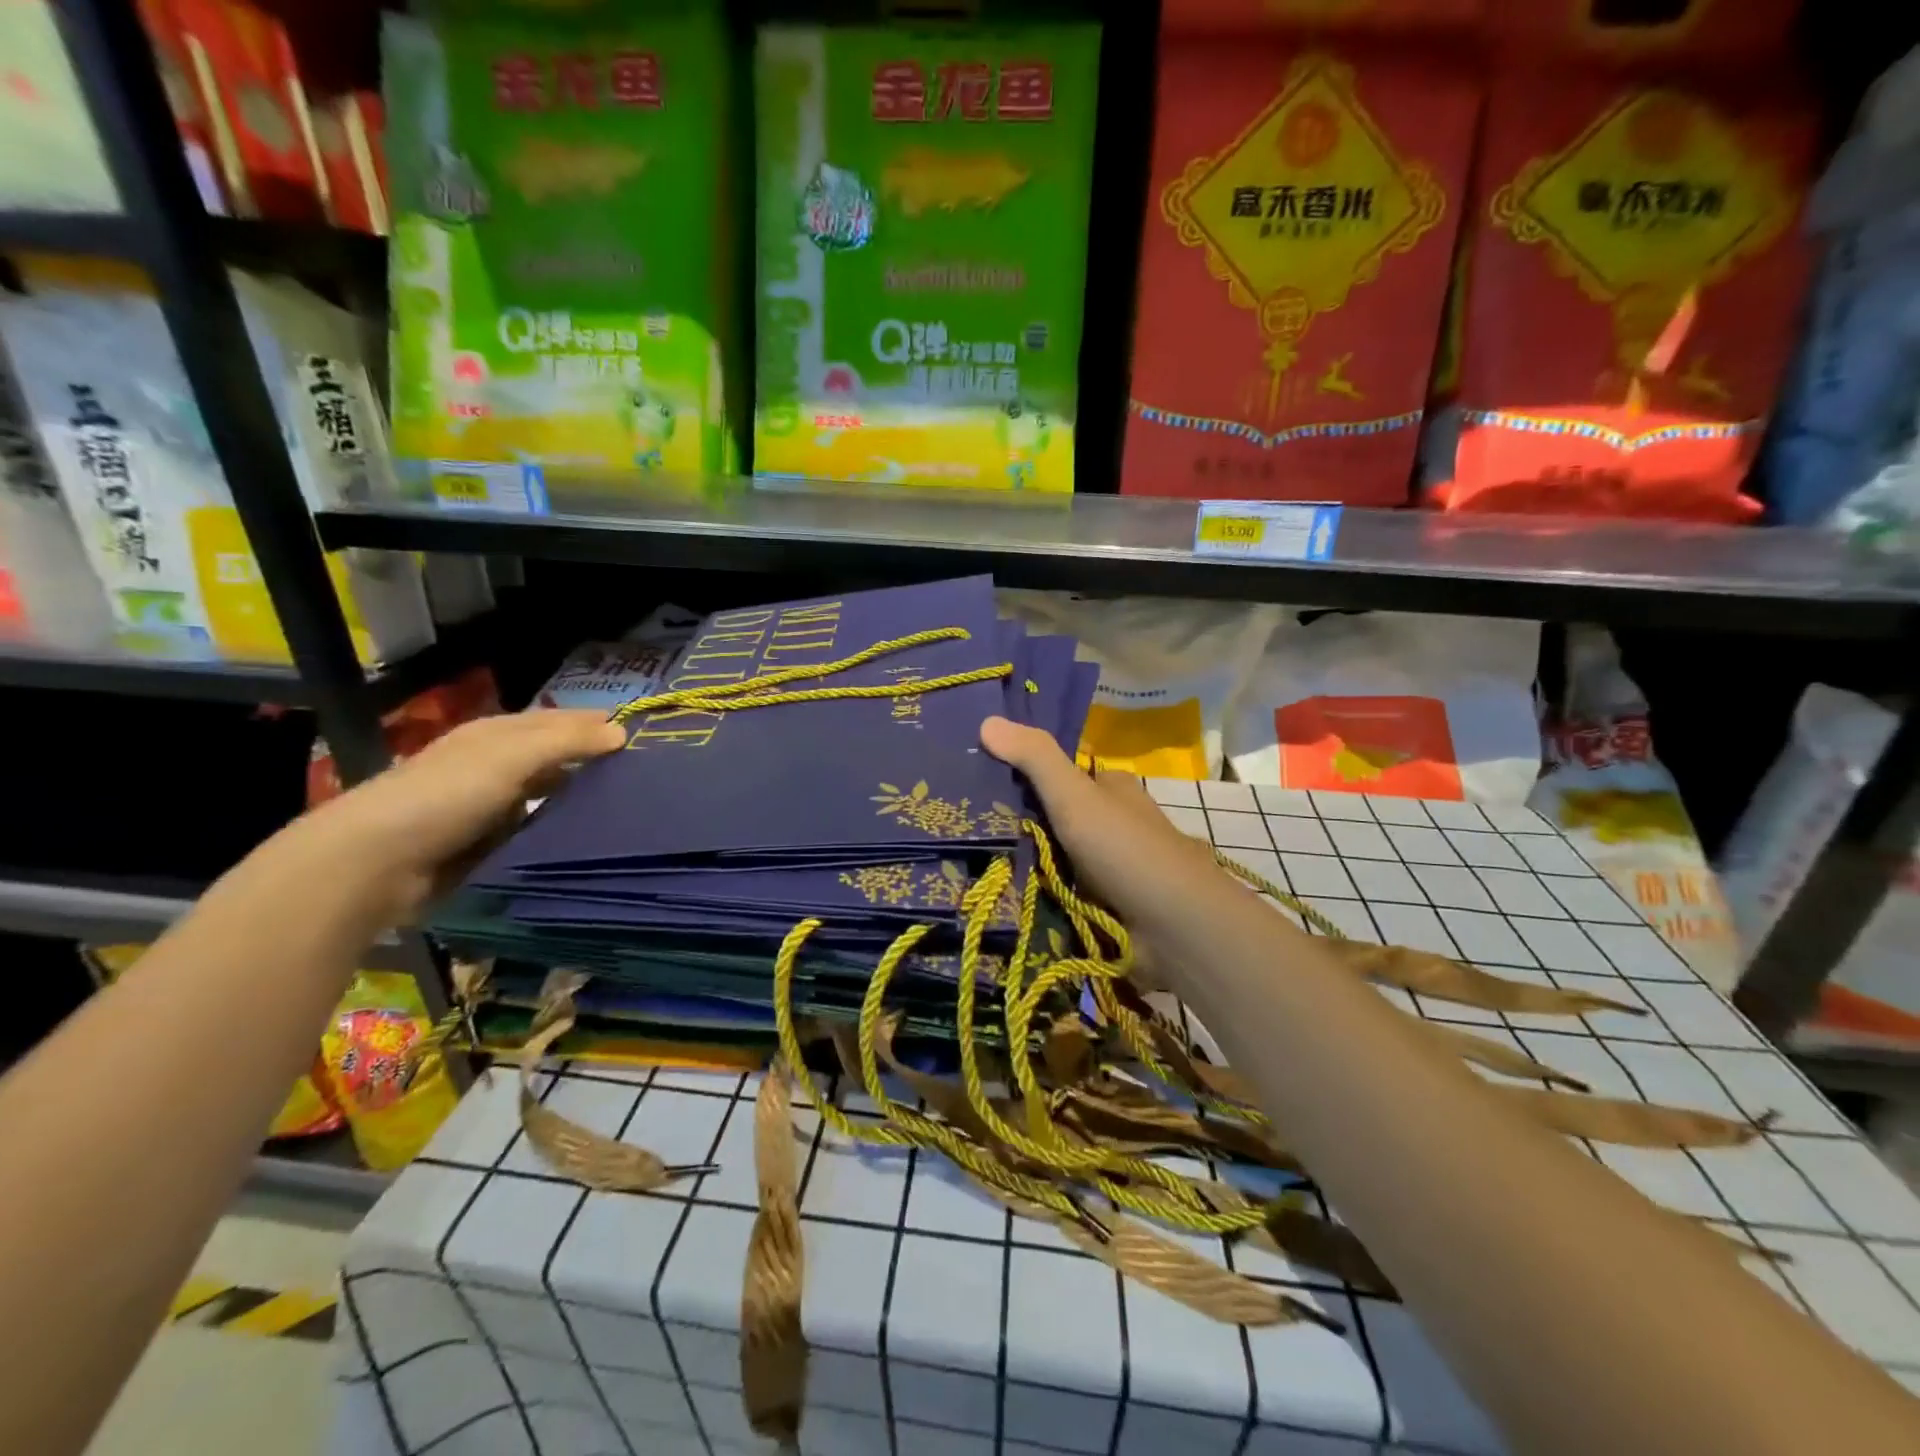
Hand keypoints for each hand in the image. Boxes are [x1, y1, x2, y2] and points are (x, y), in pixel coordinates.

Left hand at [306, 709, 626, 922]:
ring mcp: (490, 807)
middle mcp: (494, 766)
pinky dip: (560, 832)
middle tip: (643, 775)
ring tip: (627, 808)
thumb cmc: (445, 796)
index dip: (595, 723)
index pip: (557, 721)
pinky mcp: (487, 845)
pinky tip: (589, 839)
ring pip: (548, 796)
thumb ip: (567, 742)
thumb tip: (622, 731)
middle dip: (592, 762)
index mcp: (496, 735)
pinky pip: (536, 832)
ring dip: (579, 800)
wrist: (374, 864)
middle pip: (554, 758)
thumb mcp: (511, 757)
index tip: (641, 734)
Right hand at [979, 715, 1238, 972]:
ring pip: (1050, 860)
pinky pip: (1056, 897)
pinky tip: (997, 899)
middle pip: (1052, 818)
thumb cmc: (1126, 850)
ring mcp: (1106, 870)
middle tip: (960, 827)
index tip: (976, 779)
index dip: (1022, 774)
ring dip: (1019, 867)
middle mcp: (1110, 825)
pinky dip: (1034, 898)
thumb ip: (1034, 758)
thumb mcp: (1076, 794)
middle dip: (1015, 826)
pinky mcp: (1101, 909)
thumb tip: (986, 719)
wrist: (1174, 929)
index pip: (1060, 773)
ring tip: (964, 865)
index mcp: (1110, 790)